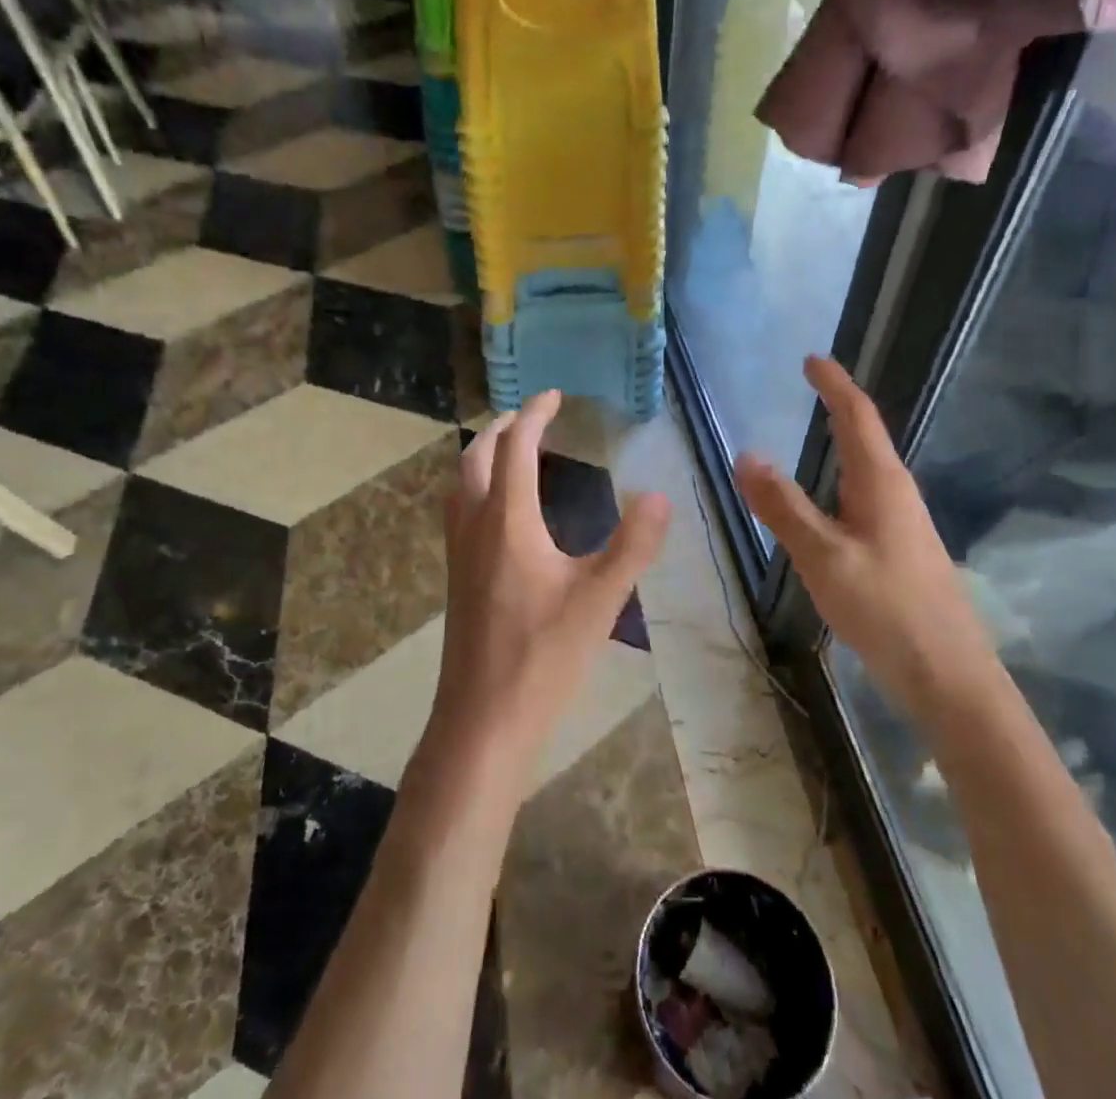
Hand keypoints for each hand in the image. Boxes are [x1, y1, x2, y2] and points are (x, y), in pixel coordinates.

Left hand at [428, 390, 670, 790]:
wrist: (482, 719)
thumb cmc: (543, 656)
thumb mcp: (600, 599)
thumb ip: (632, 544)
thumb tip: (659, 496)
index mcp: (507, 520)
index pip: (517, 447)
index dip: (535, 415)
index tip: (554, 396)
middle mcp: (475, 525)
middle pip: (477, 456)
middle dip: (502, 427)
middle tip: (531, 416)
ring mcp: (459, 551)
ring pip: (461, 482)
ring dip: (483, 454)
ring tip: (512, 450)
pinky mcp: (456, 575)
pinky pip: (460, 508)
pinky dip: (477, 485)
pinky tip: (500, 510)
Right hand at [734, 356, 993, 718]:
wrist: (950, 677)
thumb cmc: (887, 609)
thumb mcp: (823, 556)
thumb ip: (783, 506)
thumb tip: (746, 455)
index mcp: (881, 484)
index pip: (857, 417)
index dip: (835, 385)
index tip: (812, 359)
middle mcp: (897, 494)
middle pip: (866, 437)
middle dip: (839, 406)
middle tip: (809, 387)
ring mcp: (902, 523)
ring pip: (867, 469)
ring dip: (842, 442)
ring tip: (814, 431)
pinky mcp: (900, 550)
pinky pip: (864, 498)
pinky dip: (840, 480)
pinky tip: (827, 502)